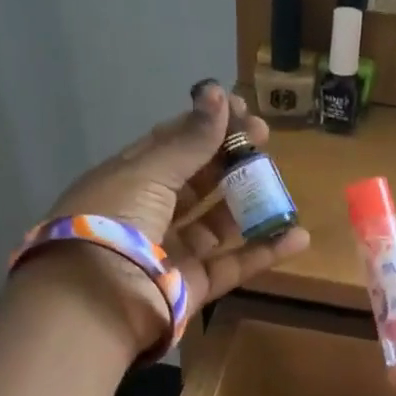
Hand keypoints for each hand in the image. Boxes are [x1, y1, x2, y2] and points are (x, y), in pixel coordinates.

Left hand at [28, 81, 310, 355]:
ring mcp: (172, 252)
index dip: (205, 125)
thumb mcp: (148, 172)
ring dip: (250, 203)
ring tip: (281, 184)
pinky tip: (297, 234)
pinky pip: (233, 265)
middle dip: (231, 159)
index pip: (170, 145)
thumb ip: (189, 140)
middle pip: (197, 182)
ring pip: (218, 223)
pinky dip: (265, 252)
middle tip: (265, 139)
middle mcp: (149, 214)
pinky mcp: (193, 286)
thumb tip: (220, 94)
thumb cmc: (115, 222)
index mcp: (128, 180)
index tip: (241, 109)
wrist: (97, 301)